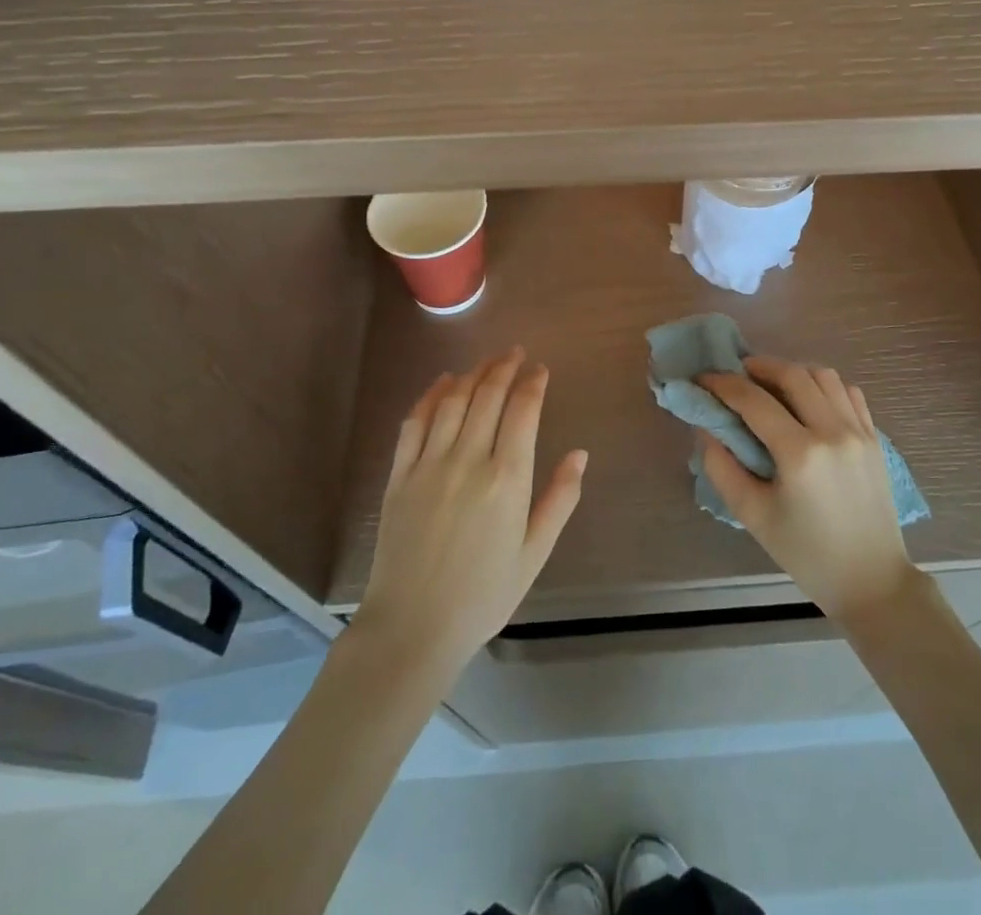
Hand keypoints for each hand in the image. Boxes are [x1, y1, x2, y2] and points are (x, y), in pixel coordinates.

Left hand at [352, 349, 585, 677]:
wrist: (413, 627)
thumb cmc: (483, 595)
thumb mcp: (534, 554)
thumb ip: (559, 500)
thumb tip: (580, 454)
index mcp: (507, 478)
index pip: (523, 411)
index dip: (533, 383)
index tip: (540, 369)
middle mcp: (469, 459)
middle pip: (488, 396)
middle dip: (504, 368)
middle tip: (515, 353)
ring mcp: (430, 463)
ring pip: (454, 401)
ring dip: (472, 374)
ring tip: (486, 362)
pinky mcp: (400, 474)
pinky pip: (415, 422)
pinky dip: (431, 395)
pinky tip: (442, 383)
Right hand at [698, 357, 917, 625]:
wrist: (871, 581)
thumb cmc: (806, 554)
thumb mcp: (752, 515)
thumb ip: (721, 466)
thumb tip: (705, 426)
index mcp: (800, 454)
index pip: (754, 400)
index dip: (722, 384)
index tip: (702, 380)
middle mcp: (833, 431)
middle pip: (792, 374)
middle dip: (758, 366)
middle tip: (736, 375)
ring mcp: (859, 431)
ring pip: (823, 375)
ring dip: (792, 371)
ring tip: (771, 385)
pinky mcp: (874, 438)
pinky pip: (848, 392)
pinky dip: (823, 385)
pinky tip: (808, 400)